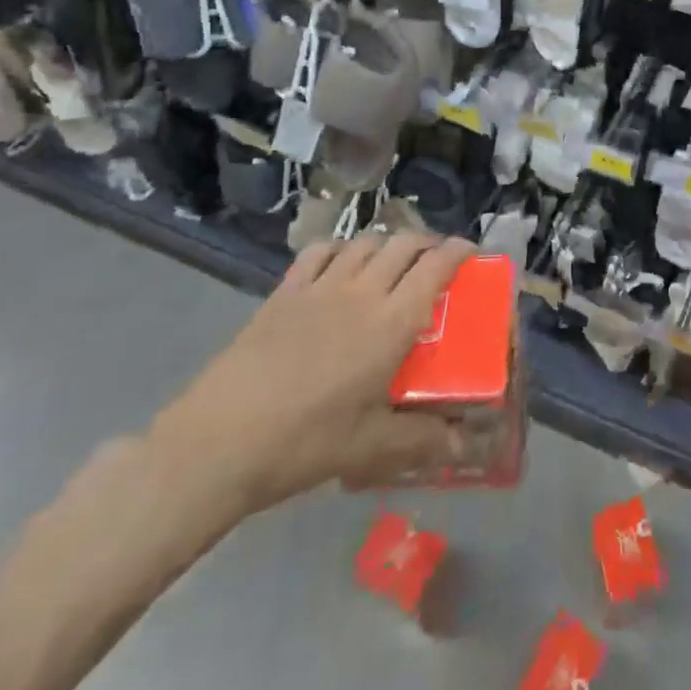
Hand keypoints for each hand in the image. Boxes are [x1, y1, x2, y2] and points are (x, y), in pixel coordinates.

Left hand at [149, 233, 474, 516]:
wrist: (218, 442)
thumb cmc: (304, 442)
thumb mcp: (370, 446)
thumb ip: (422, 440)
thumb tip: (466, 447)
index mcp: (392, 322)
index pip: (436, 266)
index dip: (459, 251)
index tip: (472, 253)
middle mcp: (363, 291)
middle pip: (405, 244)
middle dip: (428, 243)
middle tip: (436, 260)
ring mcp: (320, 286)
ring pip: (366, 242)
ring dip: (388, 243)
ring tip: (393, 261)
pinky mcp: (285, 291)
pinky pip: (320, 251)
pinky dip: (341, 247)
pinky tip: (341, 263)